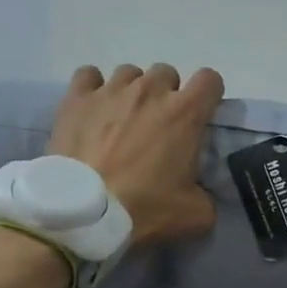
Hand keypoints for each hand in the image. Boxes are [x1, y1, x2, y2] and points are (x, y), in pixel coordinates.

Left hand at [46, 64, 224, 245]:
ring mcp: (111, 91)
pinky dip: (93, 87)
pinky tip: (93, 108)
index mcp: (185, 114)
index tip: (201, 114)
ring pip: (129, 73)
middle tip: (158, 124)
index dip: (209, 95)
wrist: (85, 213)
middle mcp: (150, 91)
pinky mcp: (77, 99)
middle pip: (167, 73)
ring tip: (123, 118)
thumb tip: (202, 193)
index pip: (210, 80)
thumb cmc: (144, 208)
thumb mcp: (195, 214)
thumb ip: (207, 195)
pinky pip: (89, 75)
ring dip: (132, 91)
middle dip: (167, 94)